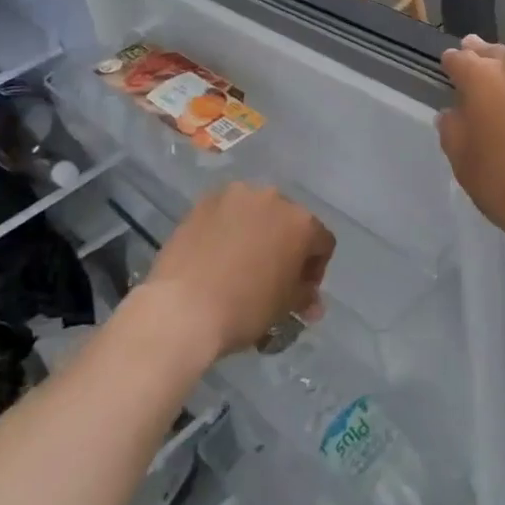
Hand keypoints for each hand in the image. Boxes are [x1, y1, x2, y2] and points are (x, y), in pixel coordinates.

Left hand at [143, 183, 333, 360]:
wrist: (182, 307)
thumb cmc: (244, 308)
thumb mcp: (284, 307)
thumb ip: (304, 296)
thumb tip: (311, 302)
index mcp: (301, 223)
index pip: (322, 242)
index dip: (315, 269)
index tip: (300, 291)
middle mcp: (273, 198)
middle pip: (290, 221)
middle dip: (286, 246)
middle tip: (271, 276)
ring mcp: (236, 196)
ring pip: (257, 213)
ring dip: (257, 233)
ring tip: (240, 262)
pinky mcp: (204, 201)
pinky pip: (227, 213)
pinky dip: (229, 229)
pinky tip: (217, 254)